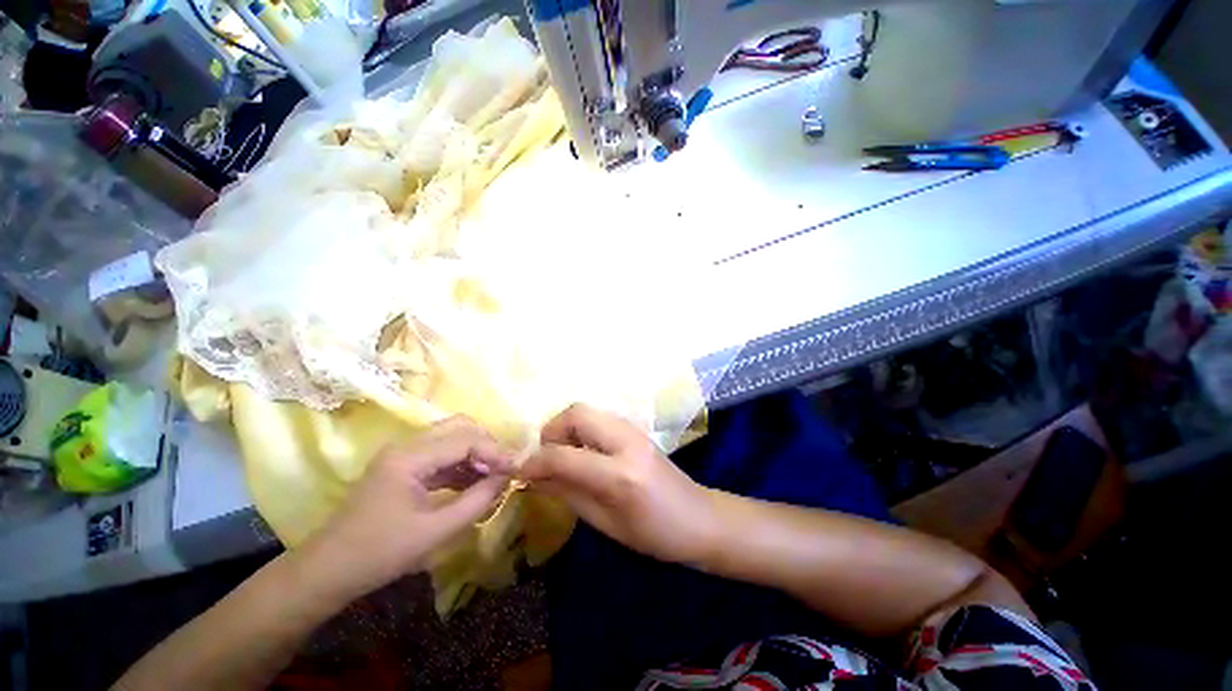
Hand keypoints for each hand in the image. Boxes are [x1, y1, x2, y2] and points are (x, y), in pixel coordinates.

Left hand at [297, 417, 513, 598]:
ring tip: (494, 476)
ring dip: (476, 453)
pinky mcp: (404, 467)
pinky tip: (474, 482)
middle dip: (487, 445)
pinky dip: (462, 464)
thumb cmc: (379, 553)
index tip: (515, 470)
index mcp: (410, 457)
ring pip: (452, 438)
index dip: (495, 452)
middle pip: (459, 427)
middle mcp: (407, 446)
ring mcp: (404, 454)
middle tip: (504, 468)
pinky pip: (442, 454)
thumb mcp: (435, 531)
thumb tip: (507, 478)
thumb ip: (477, 501)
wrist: (326, 572)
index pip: (465, 439)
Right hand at [518, 404, 716, 564]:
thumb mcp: (605, 523)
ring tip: (562, 456)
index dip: (535, 462)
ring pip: (587, 411)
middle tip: (545, 457)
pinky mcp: (636, 428)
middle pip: (577, 413)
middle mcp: (626, 441)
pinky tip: (582, 453)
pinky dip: (582, 430)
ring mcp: (634, 430)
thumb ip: (567, 493)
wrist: (699, 518)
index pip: (564, 455)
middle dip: (552, 431)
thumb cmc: (654, 535)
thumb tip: (533, 477)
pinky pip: (599, 419)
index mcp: (620, 474)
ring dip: (566, 429)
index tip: (519, 471)